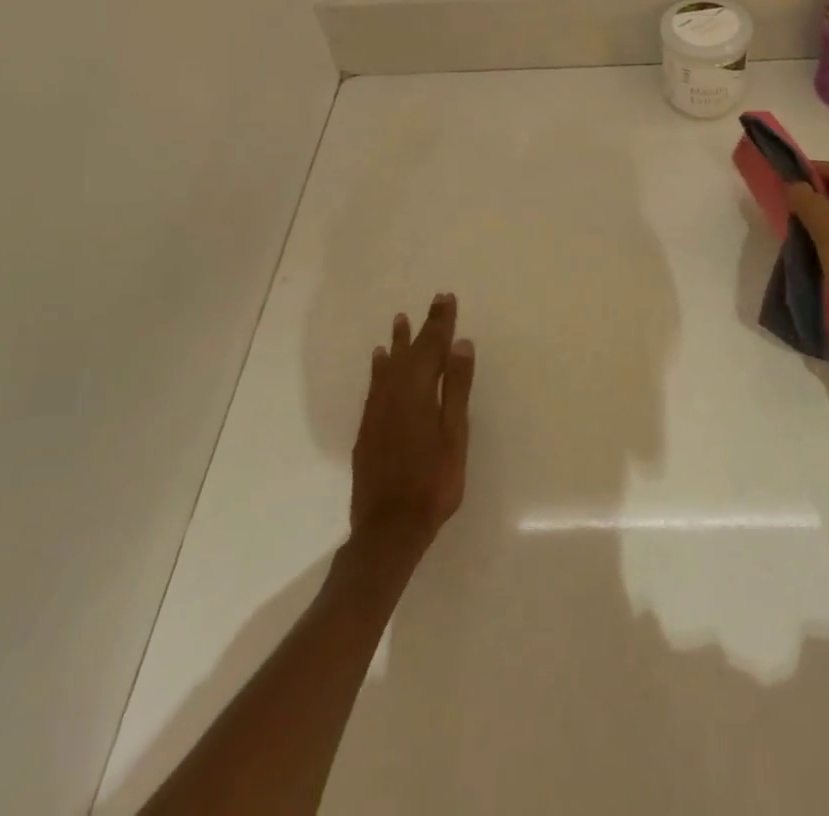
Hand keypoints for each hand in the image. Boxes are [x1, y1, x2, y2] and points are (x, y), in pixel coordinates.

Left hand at [349, 293, 474, 563]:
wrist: (388, 530)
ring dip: (398, 343)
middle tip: (434, 302)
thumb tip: (460, 344)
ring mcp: (377, 412)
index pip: (432, 347)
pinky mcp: (368, 429)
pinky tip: (380, 362)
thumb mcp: (454, 435)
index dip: (441, 322)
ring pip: (389, 366)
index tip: (446, 298)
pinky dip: (380, 368)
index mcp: (418, 392)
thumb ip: (456, 388)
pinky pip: (375, 385)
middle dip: (424, 327)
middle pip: (411, 352)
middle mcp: (394, 394)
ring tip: (400, 321)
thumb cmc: (433, 483)